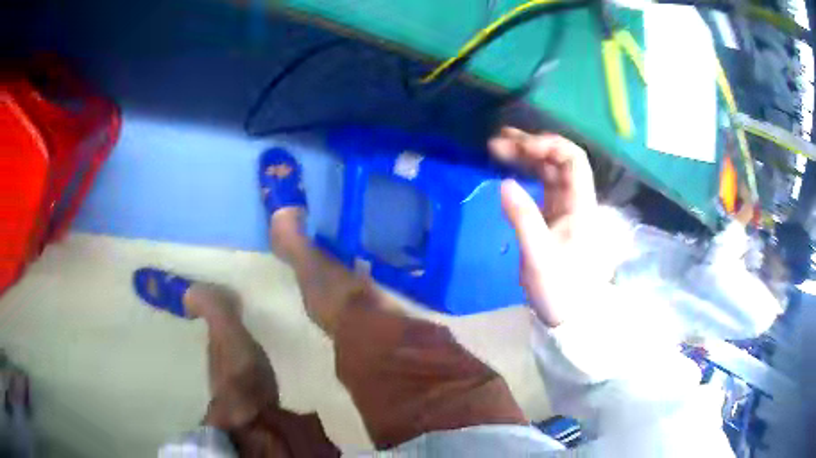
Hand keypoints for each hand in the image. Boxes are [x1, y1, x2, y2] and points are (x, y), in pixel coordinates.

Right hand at [489, 128, 597, 326]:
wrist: (569, 314)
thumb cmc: (558, 288)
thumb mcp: (538, 257)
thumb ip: (523, 219)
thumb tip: (504, 183)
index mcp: (580, 205)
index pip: (572, 159)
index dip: (547, 145)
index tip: (516, 146)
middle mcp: (576, 200)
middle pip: (559, 160)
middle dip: (530, 146)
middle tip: (497, 142)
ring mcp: (566, 207)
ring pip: (550, 171)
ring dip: (526, 156)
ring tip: (498, 148)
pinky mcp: (555, 216)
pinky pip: (542, 185)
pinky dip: (526, 173)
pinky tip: (509, 170)